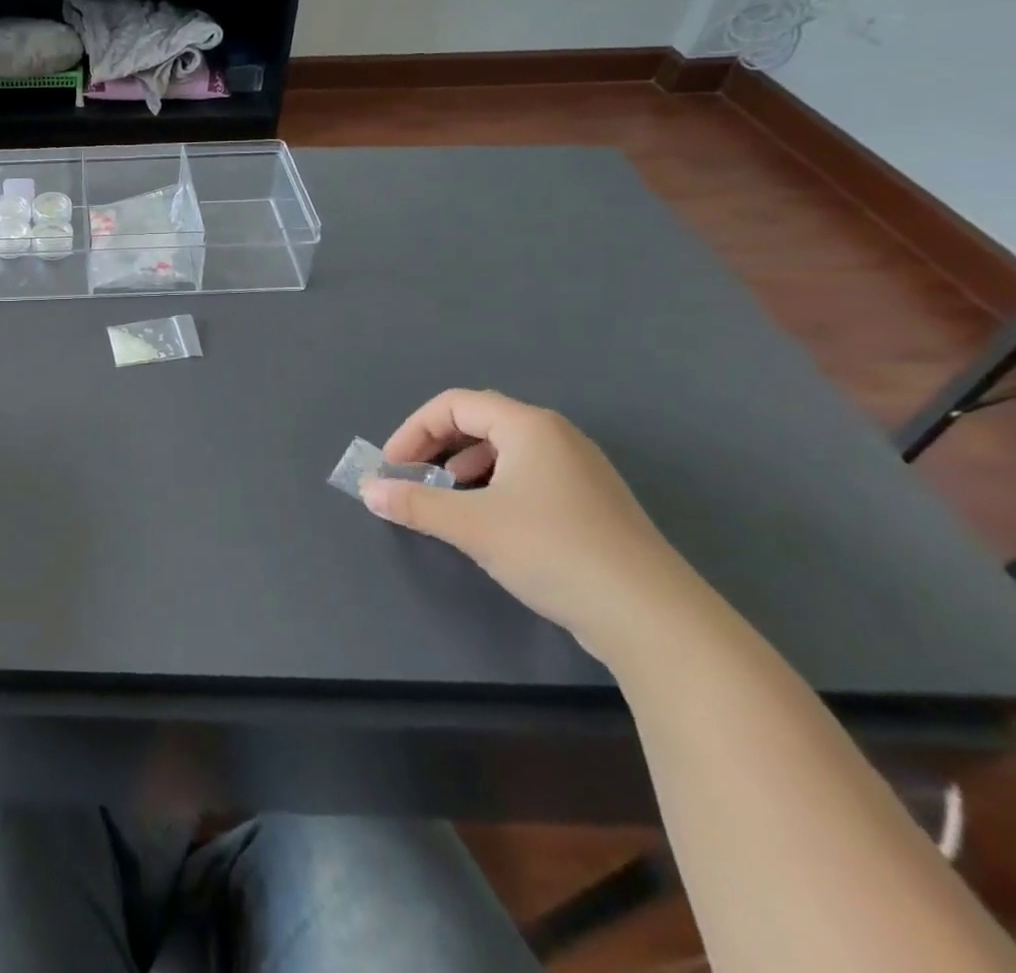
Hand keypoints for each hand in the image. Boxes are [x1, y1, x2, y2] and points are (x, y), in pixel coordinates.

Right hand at [365, 389, 698, 658]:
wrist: (653, 619)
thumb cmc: (554, 551)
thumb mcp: (472, 525)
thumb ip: (415, 503)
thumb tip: (369, 490)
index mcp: (529, 426)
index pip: (454, 404)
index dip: (413, 430)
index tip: (392, 467)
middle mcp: (556, 436)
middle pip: (479, 421)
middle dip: (435, 446)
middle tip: (411, 478)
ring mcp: (579, 470)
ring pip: (504, 450)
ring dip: (462, 466)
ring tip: (445, 499)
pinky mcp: (591, 504)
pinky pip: (527, 475)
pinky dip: (493, 486)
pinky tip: (488, 521)